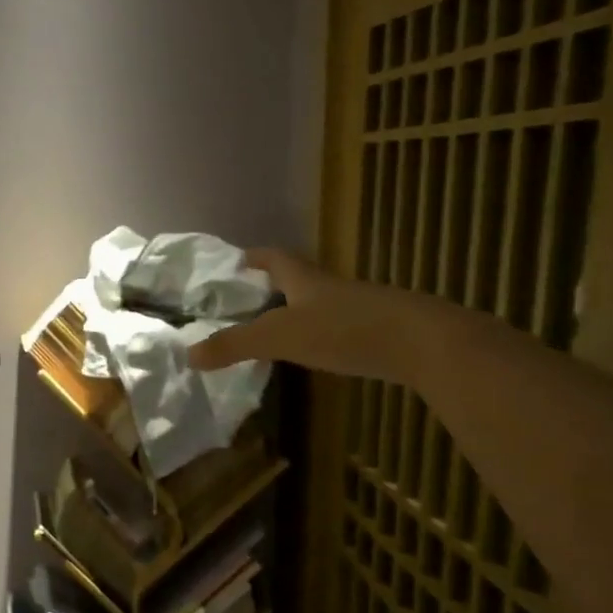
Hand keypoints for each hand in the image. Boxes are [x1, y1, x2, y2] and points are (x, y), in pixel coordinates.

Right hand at [189, 249, 421, 381]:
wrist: (423, 343)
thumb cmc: (345, 330)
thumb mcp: (280, 337)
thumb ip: (235, 345)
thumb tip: (189, 355)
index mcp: (306, 280)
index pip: (275, 258)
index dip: (254, 257)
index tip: (236, 260)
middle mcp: (331, 288)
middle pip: (297, 278)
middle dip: (272, 285)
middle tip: (246, 299)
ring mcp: (359, 308)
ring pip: (319, 303)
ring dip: (296, 310)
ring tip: (273, 327)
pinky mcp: (378, 331)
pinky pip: (339, 325)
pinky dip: (320, 333)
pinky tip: (316, 352)